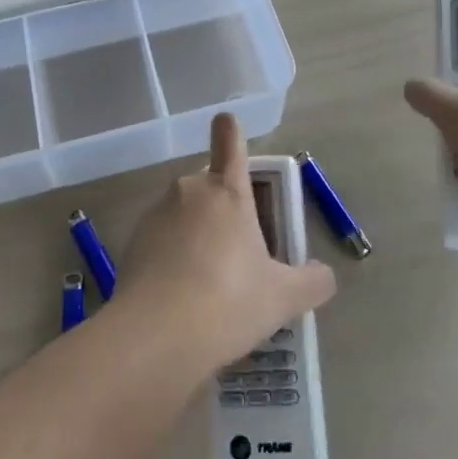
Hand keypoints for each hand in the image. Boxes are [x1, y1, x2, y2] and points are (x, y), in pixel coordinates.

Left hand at [116, 113, 336, 366]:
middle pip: (210, 185)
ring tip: (210, 285)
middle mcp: (190, 191)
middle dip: (223, 209)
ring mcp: (157, 213)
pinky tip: (181, 297)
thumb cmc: (228, 302)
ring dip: (197, 235)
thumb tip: (324, 275)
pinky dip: (172, 257)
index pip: (231, 141)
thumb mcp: (282, 299)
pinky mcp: (133, 241)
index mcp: (228, 192)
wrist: (156, 336)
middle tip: (239, 254)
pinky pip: (162, 239)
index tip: (228, 123)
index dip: (231, 130)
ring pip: (185, 213)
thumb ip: (311, 283)